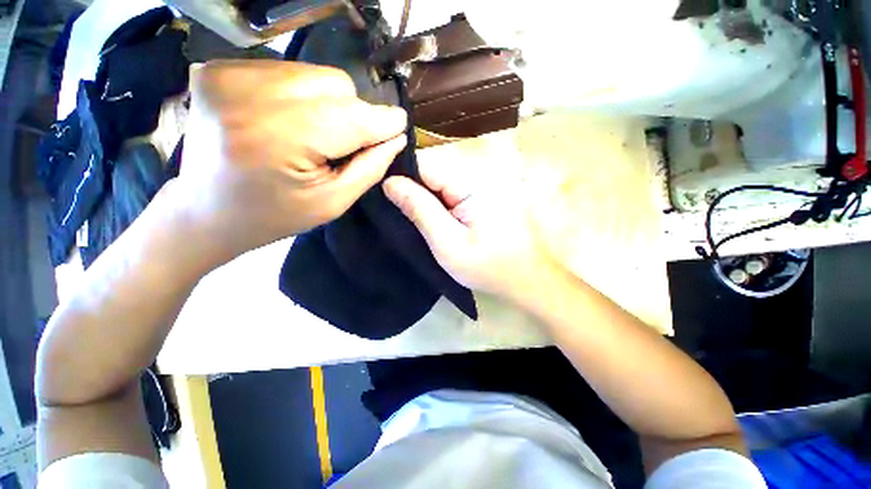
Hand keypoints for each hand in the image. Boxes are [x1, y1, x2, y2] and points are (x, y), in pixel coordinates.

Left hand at [168, 60, 407, 260]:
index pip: (351, 116)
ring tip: (313, 135)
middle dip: (353, 113)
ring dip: (328, 104)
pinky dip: (301, 95)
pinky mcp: (218, 68)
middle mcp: (247, 93)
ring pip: (315, 74)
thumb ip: (369, 169)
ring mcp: (226, 74)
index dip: (383, 121)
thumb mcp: (331, 204)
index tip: (401, 126)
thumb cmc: (274, 216)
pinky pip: (288, 71)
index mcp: (277, 139)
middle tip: (342, 144)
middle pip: (336, 84)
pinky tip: (288, 121)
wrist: (205, 210)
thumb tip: (396, 137)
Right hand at [383, 151, 555, 300]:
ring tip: (422, 220)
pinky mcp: (486, 189)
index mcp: (472, 180)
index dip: (402, 177)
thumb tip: (389, 182)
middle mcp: (481, 170)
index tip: (388, 198)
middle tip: (405, 216)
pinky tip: (438, 218)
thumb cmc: (488, 266)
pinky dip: (441, 200)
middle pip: (432, 168)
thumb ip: (419, 210)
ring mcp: (485, 178)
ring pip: (441, 177)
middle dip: (415, 189)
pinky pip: (453, 186)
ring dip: (427, 196)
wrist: (526, 277)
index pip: (423, 163)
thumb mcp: (447, 244)